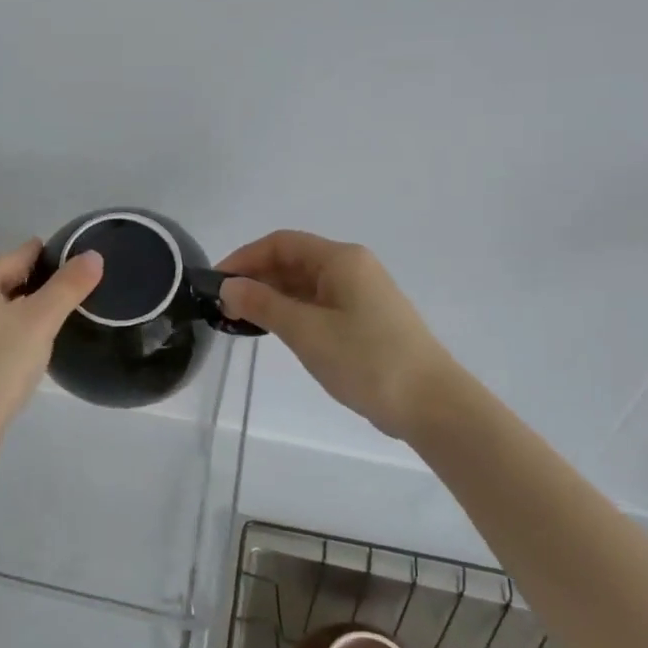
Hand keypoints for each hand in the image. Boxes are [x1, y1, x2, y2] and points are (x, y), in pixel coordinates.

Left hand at [0, 239, 103, 465]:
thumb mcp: (40, 323)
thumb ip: (69, 285)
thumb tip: (93, 255)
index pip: (21, 256)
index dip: (53, 269)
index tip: (74, 288)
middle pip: (3, 282)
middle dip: (32, 298)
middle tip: (55, 328)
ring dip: (13, 320)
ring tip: (35, 347)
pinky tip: (7, 362)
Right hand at [218, 231, 457, 441]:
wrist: (431, 404)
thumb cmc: (366, 359)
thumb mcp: (306, 330)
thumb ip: (263, 304)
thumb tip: (228, 286)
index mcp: (341, 260)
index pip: (281, 243)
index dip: (245, 258)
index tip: (216, 283)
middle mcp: (352, 268)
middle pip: (293, 261)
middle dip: (256, 278)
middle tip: (223, 307)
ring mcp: (361, 295)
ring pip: (304, 284)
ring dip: (271, 297)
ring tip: (241, 321)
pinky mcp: (364, 320)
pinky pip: (318, 304)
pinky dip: (292, 312)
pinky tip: (274, 331)